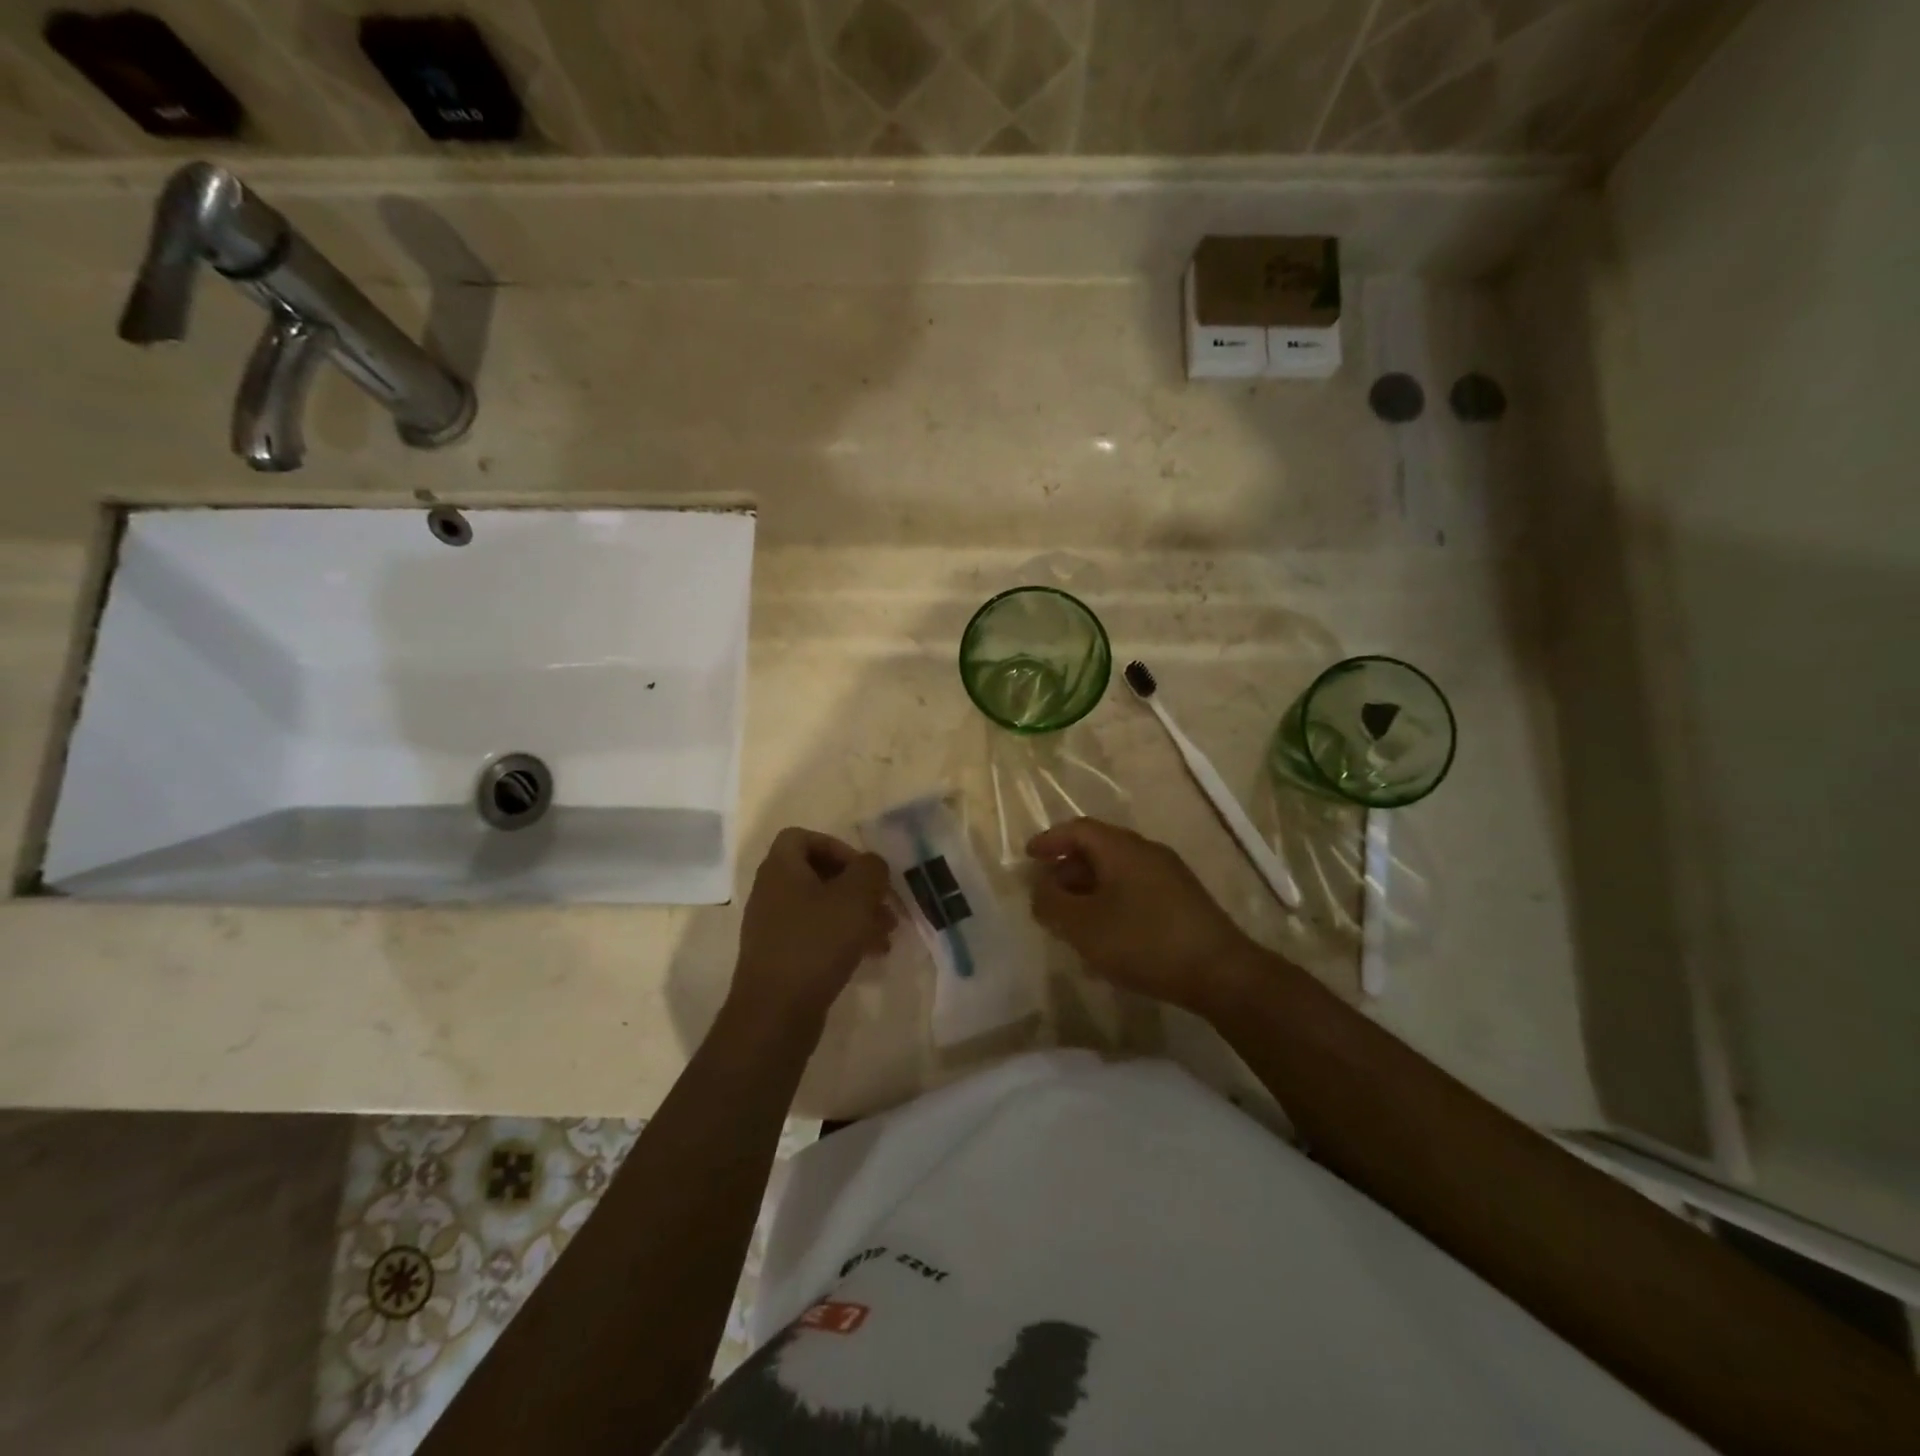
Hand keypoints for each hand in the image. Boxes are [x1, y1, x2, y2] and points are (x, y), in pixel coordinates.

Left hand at [730, 827, 895, 1023]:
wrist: (775, 1013)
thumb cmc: (815, 943)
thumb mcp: (855, 897)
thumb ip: (870, 870)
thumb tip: (872, 865)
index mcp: (781, 869)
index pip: (802, 837)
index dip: (836, 846)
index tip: (862, 870)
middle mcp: (772, 892)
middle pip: (817, 874)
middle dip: (857, 887)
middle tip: (884, 904)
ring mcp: (774, 927)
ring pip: (822, 907)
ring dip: (856, 914)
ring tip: (887, 933)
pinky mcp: (781, 957)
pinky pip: (816, 935)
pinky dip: (843, 938)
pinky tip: (870, 955)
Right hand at [1027, 818, 1263, 1015]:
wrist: (1220, 973)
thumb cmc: (1144, 941)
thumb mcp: (1083, 926)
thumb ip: (1052, 904)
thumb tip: (1040, 889)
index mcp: (1122, 848)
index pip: (1078, 829)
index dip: (1050, 840)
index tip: (1028, 857)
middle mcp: (1147, 852)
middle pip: (1098, 848)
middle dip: (1067, 869)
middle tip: (1047, 895)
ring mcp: (1169, 875)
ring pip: (1117, 871)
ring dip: (1089, 888)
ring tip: (1072, 919)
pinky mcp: (1182, 900)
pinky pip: (1135, 888)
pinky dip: (1111, 901)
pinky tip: (1106, 934)